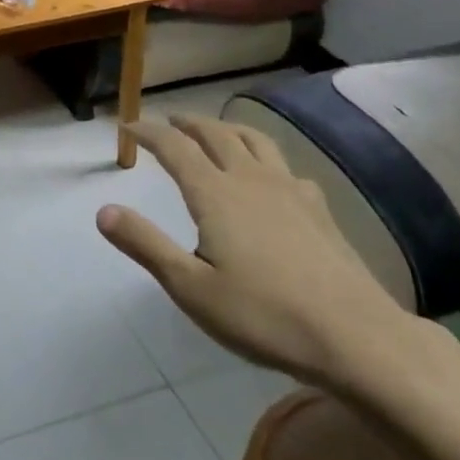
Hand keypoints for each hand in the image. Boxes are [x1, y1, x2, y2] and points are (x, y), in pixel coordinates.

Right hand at [97, 113, 422, 388]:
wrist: (357, 338)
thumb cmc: (264, 315)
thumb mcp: (191, 288)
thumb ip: (145, 245)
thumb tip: (103, 210)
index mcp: (214, 192)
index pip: (174, 147)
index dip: (148, 132)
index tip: (128, 127)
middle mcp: (249, 178)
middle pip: (214, 134)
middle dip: (187, 123)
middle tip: (168, 121)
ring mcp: (290, 190)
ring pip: (254, 140)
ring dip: (227, 128)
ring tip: (216, 131)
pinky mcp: (319, 209)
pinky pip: (286, 166)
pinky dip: (266, 158)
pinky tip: (272, 177)